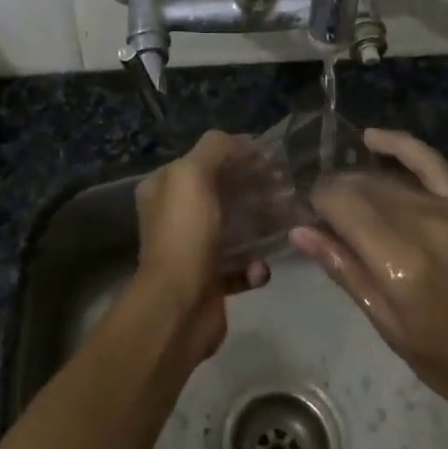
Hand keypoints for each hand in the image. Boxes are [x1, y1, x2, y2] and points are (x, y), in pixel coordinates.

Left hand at [133, 130, 269, 363]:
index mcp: (163, 188)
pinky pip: (240, 267)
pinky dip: (254, 267)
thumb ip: (215, 149)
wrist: (180, 306)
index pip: (202, 159)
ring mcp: (191, 250)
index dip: (235, 155)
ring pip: (233, 229)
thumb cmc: (185, 233)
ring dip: (258, 226)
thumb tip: (241, 142)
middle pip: (220, 193)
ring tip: (283, 221)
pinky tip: (262, 268)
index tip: (270, 158)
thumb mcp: (193, 174)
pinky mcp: (209, 281)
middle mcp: (173, 216)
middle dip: (252, 189)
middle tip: (284, 187)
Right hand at [290, 128, 447, 426]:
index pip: (341, 205)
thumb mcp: (390, 328)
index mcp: (401, 264)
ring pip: (388, 177)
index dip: (317, 204)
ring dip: (359, 181)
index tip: (309, 218)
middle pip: (362, 187)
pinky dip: (400, 146)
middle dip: (335, 194)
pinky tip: (372, 139)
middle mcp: (426, 225)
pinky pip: (431, 162)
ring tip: (344, 196)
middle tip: (324, 217)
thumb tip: (300, 231)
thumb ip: (345, 271)